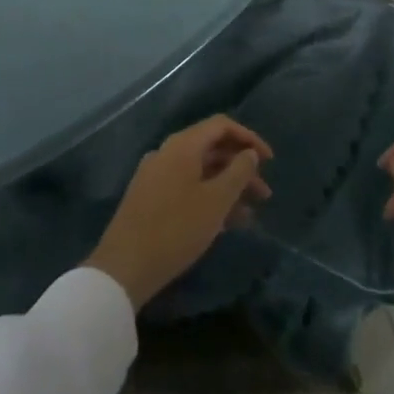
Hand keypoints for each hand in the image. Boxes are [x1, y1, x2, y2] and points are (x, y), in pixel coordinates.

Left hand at [86, 115, 272, 309]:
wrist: (123, 268)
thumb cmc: (176, 229)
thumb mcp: (217, 200)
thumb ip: (238, 172)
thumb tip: (249, 153)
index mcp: (182, 146)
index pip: (222, 126)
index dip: (249, 138)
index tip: (270, 161)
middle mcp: (167, 153)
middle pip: (212, 149)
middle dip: (241, 168)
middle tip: (264, 194)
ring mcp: (155, 176)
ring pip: (200, 172)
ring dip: (227, 187)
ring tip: (249, 214)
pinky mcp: (149, 199)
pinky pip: (187, 188)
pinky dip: (208, 198)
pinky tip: (224, 223)